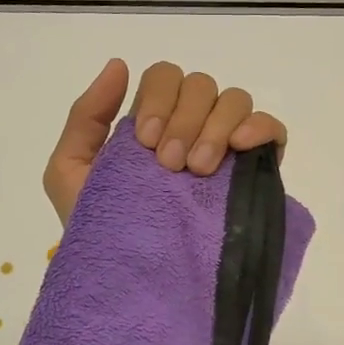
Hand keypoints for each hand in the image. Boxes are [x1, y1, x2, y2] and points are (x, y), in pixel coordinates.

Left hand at [42, 59, 287, 223]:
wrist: (131, 279)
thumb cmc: (99, 227)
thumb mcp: (71, 171)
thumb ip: (85, 116)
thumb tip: (119, 65)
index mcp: (154, 121)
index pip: (165, 78)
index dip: (159, 100)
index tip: (146, 144)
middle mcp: (193, 125)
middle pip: (200, 84)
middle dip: (184, 119)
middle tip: (171, 165)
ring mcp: (227, 147)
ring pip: (234, 100)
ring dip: (215, 127)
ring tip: (200, 171)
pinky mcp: (257, 170)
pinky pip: (272, 128)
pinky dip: (260, 127)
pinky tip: (241, 148)